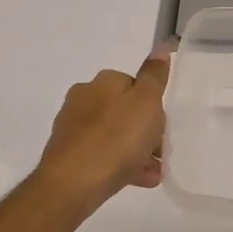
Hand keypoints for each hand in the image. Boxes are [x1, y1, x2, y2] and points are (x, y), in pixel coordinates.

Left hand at [35, 49, 170, 210]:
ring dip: (136, 150)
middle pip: (124, 111)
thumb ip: (154, 76)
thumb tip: (160, 47)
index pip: (135, 85)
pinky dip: (120, 164)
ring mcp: (73, 127)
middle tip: (161, 152)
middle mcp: (84, 97)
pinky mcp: (67, 154)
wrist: (72, 184)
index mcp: (103, 82)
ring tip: (153, 172)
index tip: (164, 127)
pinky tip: (138, 180)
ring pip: (114, 135)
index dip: (153, 106)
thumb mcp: (146, 103)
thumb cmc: (117, 138)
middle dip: (145, 130)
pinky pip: (101, 154)